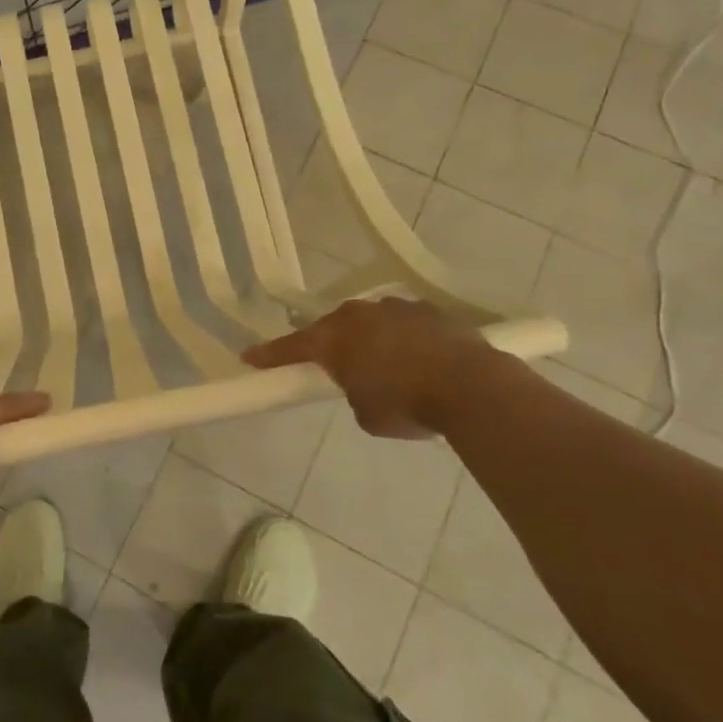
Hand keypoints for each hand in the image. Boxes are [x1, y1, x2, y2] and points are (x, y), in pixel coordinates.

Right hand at [242, 297, 491, 437]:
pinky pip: (405, 323)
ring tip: (388, 365)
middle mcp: (358, 315)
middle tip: (335, 365)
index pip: (290, 347)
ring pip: (371, 321)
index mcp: (333, 339)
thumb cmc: (407, 405)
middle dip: (331, 344)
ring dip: (371, 338)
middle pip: (333, 327)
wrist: (473, 387)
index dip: (269, 355)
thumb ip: (353, 393)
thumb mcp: (366, 414)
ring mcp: (395, 307)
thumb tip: (364, 384)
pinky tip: (421, 359)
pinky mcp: (430, 309)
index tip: (249, 357)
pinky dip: (405, 338)